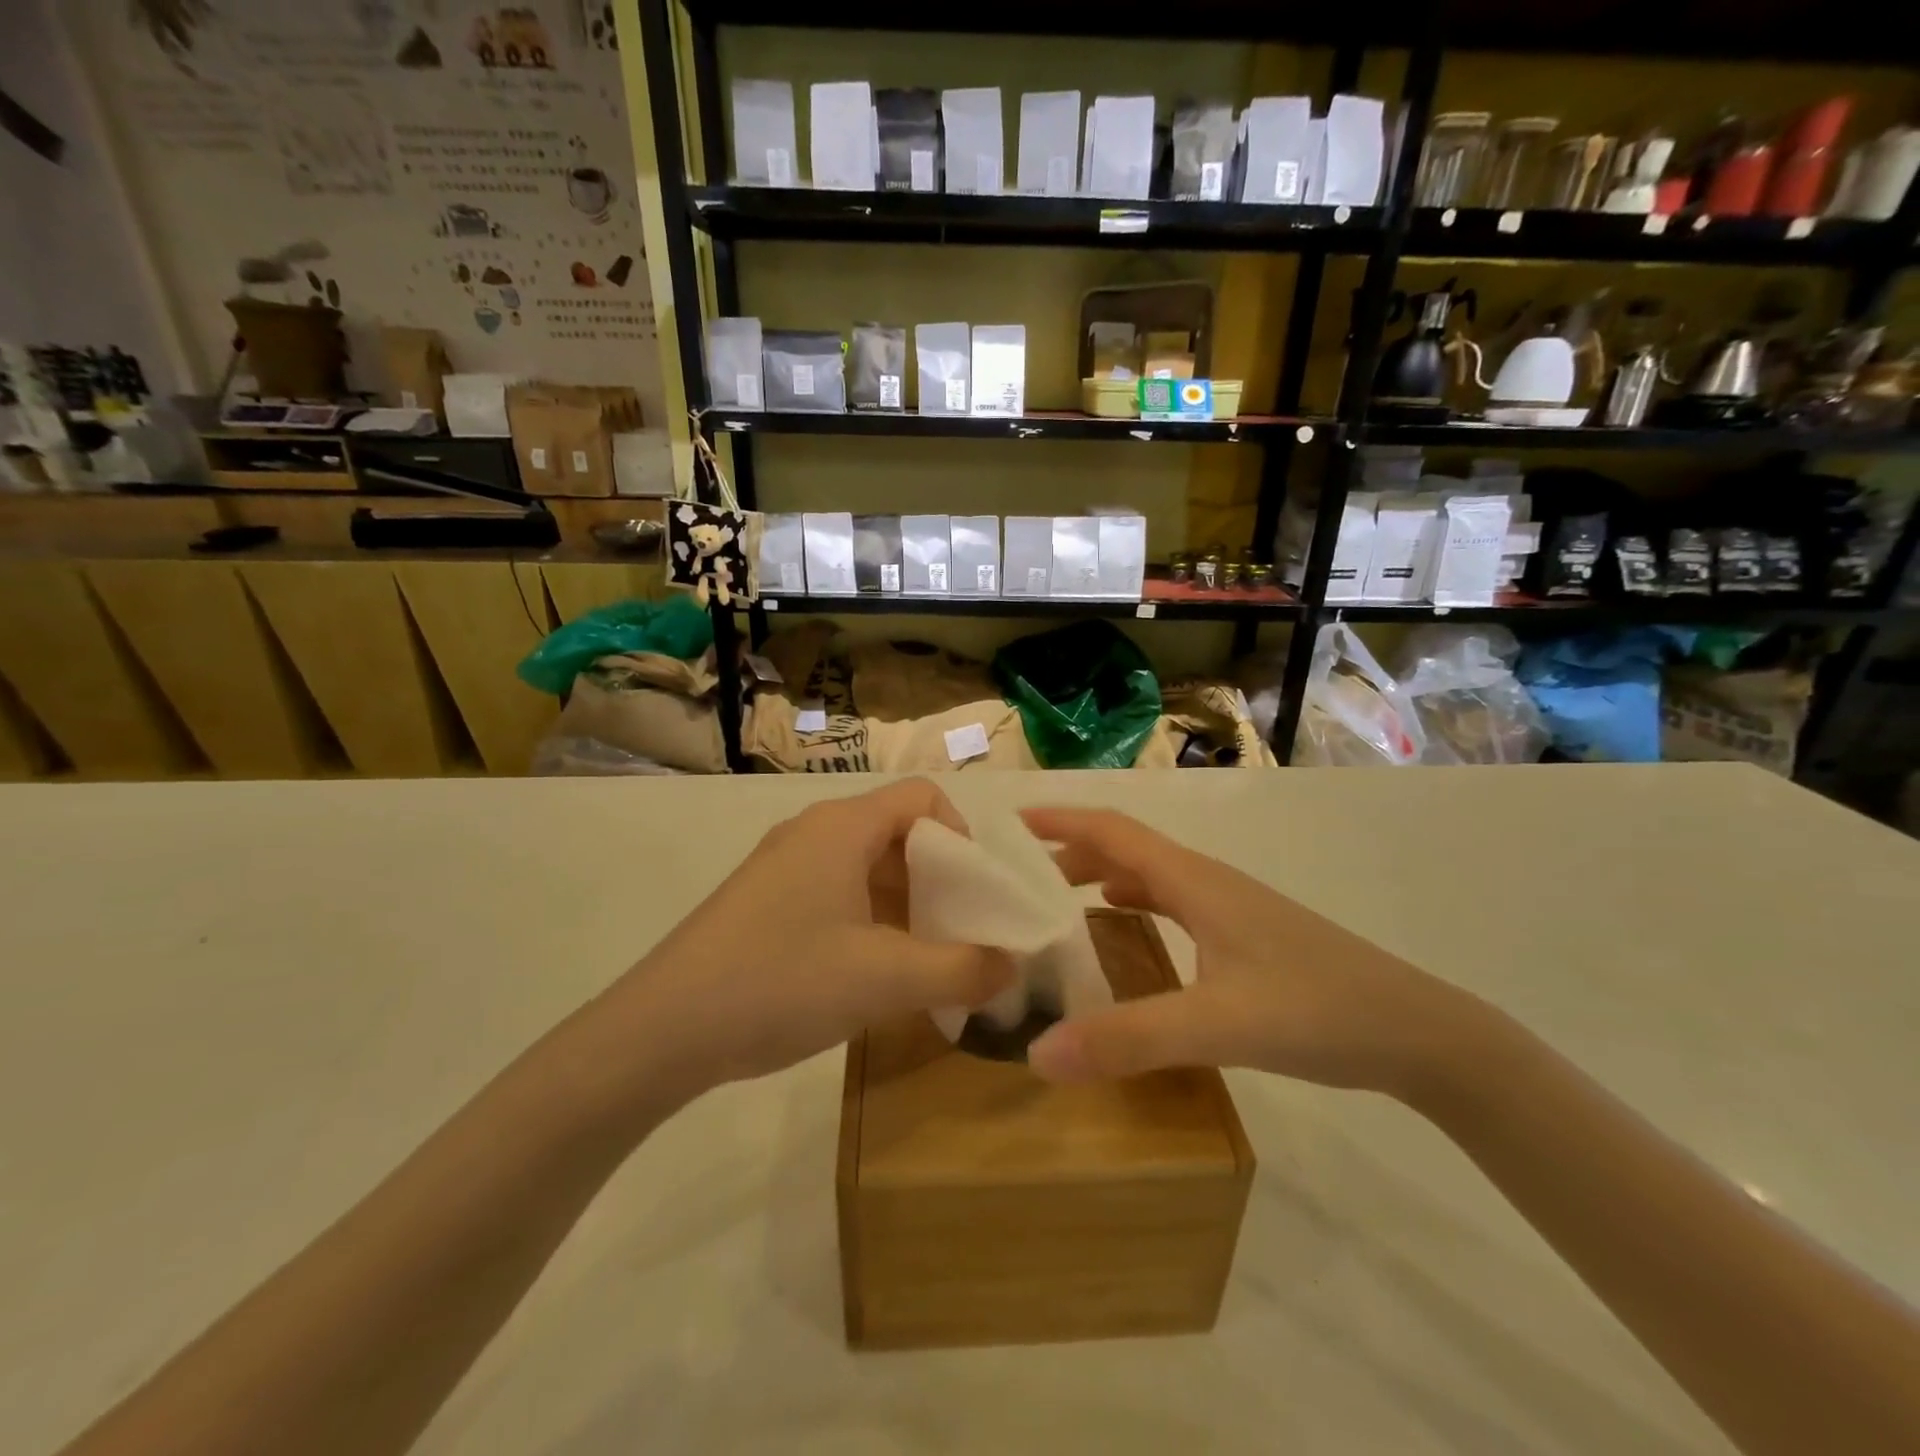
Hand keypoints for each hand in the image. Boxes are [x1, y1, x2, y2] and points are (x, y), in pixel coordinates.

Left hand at [615, 780, 1012, 1094]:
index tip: (974, 894)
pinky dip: (869, 922)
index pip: (923, 797)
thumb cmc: (782, 982)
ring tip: (923, 963)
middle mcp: (813, 833)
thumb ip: (961, 970)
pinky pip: (836, 893)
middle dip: (939, 880)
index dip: (960, 837)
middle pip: (897, 832)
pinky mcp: (765, 902)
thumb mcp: (885, 980)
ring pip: (866, 867)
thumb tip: (1012, 967)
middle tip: (959, 935)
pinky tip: (873, 975)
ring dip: (905, 906)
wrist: (661, 1031)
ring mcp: (784, 866)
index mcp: (842, 827)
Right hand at [1019, 808, 1471, 1096]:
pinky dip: (1133, 904)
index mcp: (1194, 881)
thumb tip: (1037, 1054)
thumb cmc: (1317, 1010)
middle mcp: (1207, 882)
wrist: (1419, 1033)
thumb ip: (1127, 1039)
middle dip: (1070, 852)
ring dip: (1100, 877)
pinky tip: (1125, 928)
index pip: (1114, 831)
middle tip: (1020, 875)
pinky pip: (1172, 903)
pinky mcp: (1245, 935)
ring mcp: (1230, 908)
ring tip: (1056, 900)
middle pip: (1126, 848)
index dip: (1061, 820)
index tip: (1010, 823)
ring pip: (1150, 876)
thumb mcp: (1216, 1025)